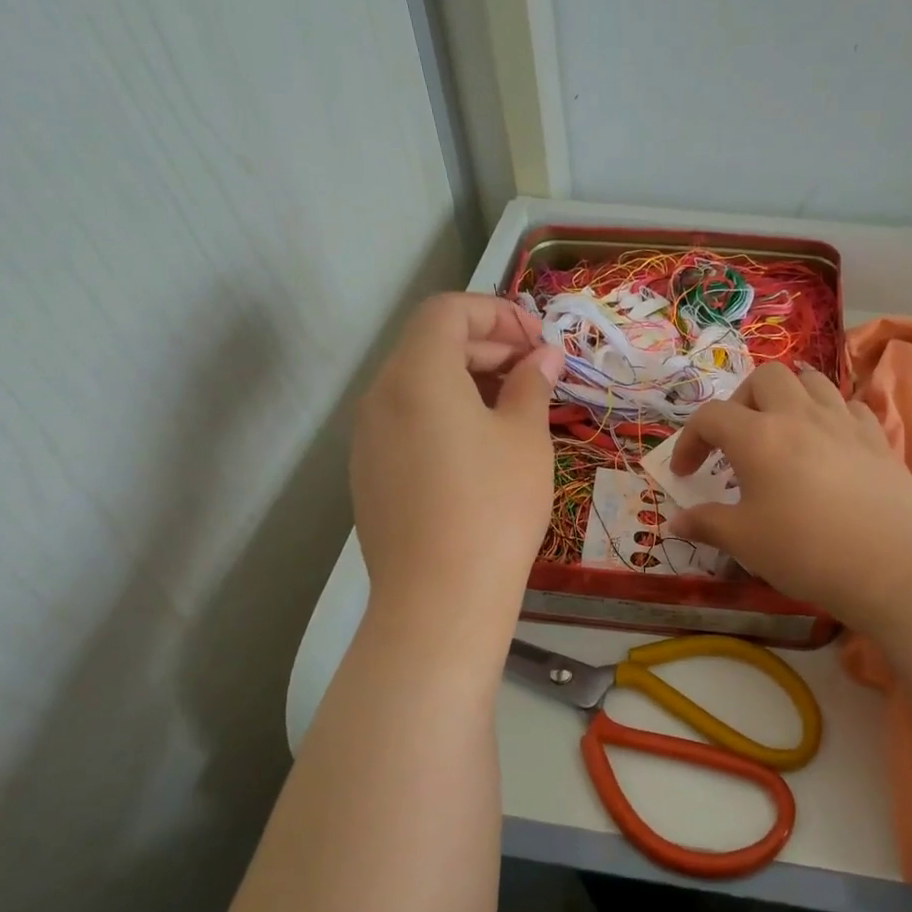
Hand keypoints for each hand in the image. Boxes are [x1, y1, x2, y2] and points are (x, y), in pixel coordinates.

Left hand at [352, 293, 563, 622]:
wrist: (439, 600)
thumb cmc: (494, 506)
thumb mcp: (525, 438)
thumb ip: (532, 384)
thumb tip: (543, 357)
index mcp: (417, 373)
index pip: (449, 310)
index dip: (499, 313)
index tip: (540, 343)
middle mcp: (380, 395)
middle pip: (430, 343)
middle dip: (488, 346)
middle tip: (537, 374)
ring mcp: (368, 438)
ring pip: (417, 384)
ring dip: (467, 380)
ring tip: (514, 410)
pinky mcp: (369, 474)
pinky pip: (407, 421)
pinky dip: (444, 414)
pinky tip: (479, 450)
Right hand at [668, 362, 911, 631]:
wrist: (889, 565)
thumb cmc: (805, 551)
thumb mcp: (745, 542)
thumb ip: (707, 524)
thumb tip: (677, 521)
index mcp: (758, 437)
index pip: (711, 417)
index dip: (690, 440)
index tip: (685, 473)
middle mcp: (799, 415)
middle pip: (764, 377)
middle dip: (742, 401)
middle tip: (738, 439)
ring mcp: (843, 422)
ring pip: (811, 380)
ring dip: (788, 396)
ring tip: (783, 430)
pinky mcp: (877, 437)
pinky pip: (848, 406)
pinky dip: (830, 414)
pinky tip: (828, 443)